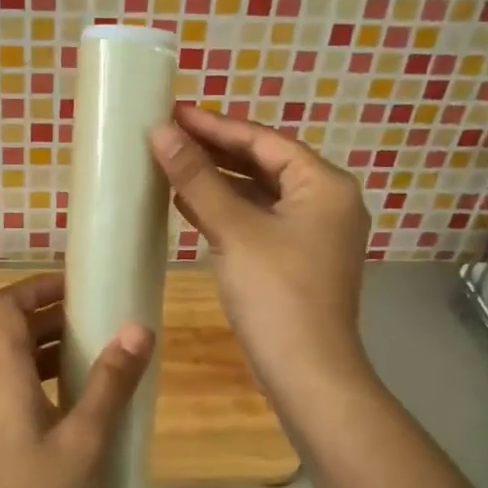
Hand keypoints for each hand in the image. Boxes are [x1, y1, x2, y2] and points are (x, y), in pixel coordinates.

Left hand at [0, 273, 153, 487]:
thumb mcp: (86, 441)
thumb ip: (111, 382)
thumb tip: (137, 328)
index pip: (2, 306)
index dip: (36, 286)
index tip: (77, 287)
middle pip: (7, 331)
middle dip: (50, 316)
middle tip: (98, 319)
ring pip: (9, 363)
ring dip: (47, 349)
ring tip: (95, 355)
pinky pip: (11, 392)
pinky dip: (41, 380)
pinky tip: (77, 405)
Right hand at [149, 105, 372, 414]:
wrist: (307, 374)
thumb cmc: (277, 294)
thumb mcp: (234, 230)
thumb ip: (197, 178)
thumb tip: (160, 132)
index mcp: (325, 185)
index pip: (264, 141)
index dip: (216, 126)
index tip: (174, 113)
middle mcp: (326, 202)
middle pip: (264, 164)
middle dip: (215, 151)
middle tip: (167, 135)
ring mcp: (313, 233)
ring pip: (259, 194)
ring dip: (217, 181)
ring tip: (170, 163)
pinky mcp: (296, 259)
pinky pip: (258, 220)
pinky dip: (225, 210)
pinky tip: (188, 205)